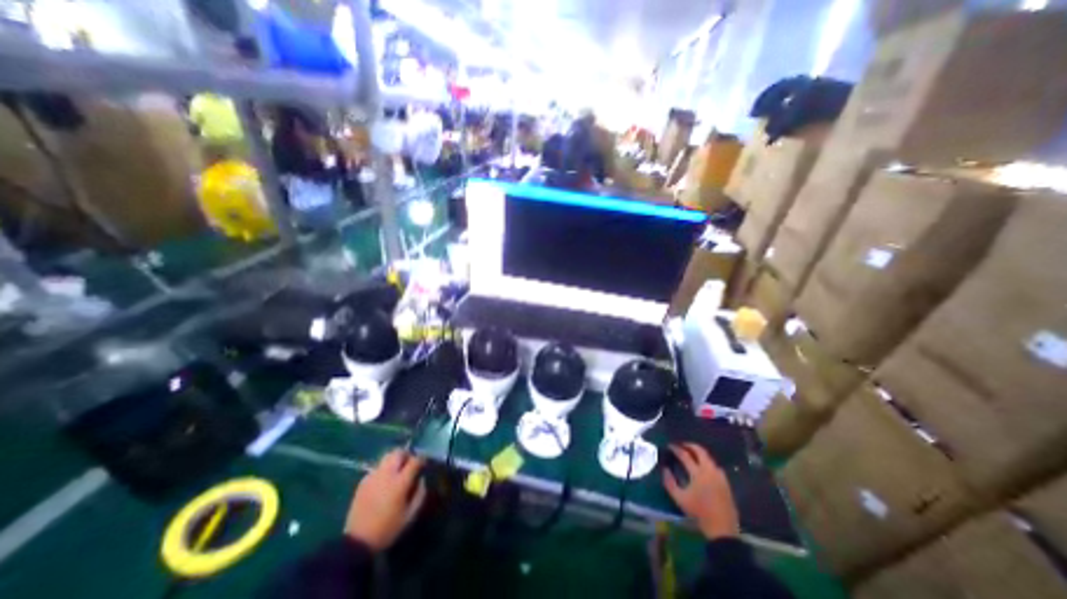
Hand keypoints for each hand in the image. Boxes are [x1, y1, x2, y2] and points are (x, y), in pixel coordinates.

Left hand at [343, 450, 422, 551]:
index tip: (424, 463)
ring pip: (386, 457)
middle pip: (398, 452)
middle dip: (406, 455)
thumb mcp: (410, 515)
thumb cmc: (387, 529)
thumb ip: (420, 494)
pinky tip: (383, 482)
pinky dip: (383, 470)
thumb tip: (421, 479)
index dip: (421, 459)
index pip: (414, 460)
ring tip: (397, 471)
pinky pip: (377, 468)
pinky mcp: (363, 482)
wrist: (357, 543)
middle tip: (409, 463)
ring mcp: (373, 477)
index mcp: (400, 482)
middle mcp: (386, 474)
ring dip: (394, 460)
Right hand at [664, 439, 737, 542]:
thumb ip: (670, 482)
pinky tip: (704, 468)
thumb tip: (665, 469)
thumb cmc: (699, 513)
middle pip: (701, 452)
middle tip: (682, 445)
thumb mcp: (680, 499)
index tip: (670, 446)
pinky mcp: (726, 483)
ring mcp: (720, 477)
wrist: (722, 530)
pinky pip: (716, 466)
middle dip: (690, 446)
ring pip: (709, 458)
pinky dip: (708, 462)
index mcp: (698, 473)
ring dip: (700, 453)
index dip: (676, 449)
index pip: (685, 455)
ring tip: (692, 455)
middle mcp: (710, 471)